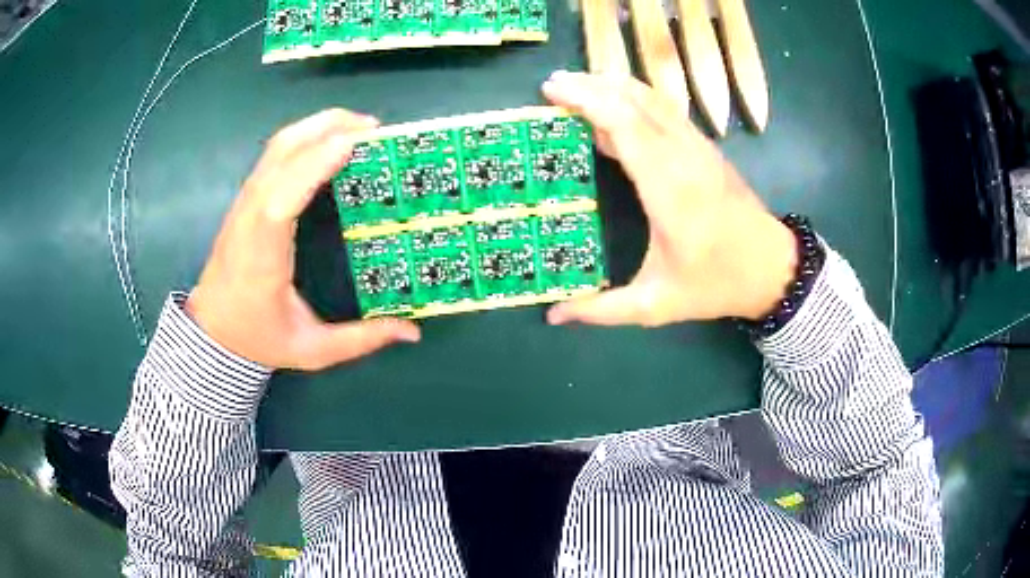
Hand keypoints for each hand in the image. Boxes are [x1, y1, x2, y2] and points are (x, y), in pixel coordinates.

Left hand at [186, 109, 420, 369]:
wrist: (212, 330)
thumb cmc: (258, 338)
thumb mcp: (311, 350)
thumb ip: (360, 340)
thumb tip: (412, 331)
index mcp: (262, 257)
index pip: (280, 200)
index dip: (313, 165)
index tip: (353, 143)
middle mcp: (249, 220)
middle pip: (279, 155)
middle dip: (325, 128)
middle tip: (373, 128)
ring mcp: (244, 203)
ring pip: (276, 147)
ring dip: (317, 126)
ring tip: (358, 127)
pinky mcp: (247, 198)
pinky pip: (274, 153)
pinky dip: (305, 136)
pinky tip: (329, 140)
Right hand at [542, 71, 796, 325]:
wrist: (771, 268)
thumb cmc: (716, 283)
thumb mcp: (657, 304)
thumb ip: (603, 309)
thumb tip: (553, 317)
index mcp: (669, 188)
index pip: (624, 123)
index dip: (586, 100)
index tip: (551, 92)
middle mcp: (683, 155)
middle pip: (634, 98)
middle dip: (590, 85)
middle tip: (553, 86)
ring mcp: (697, 146)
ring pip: (652, 96)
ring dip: (612, 86)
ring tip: (577, 87)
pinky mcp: (705, 147)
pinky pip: (665, 108)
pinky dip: (633, 98)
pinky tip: (615, 106)